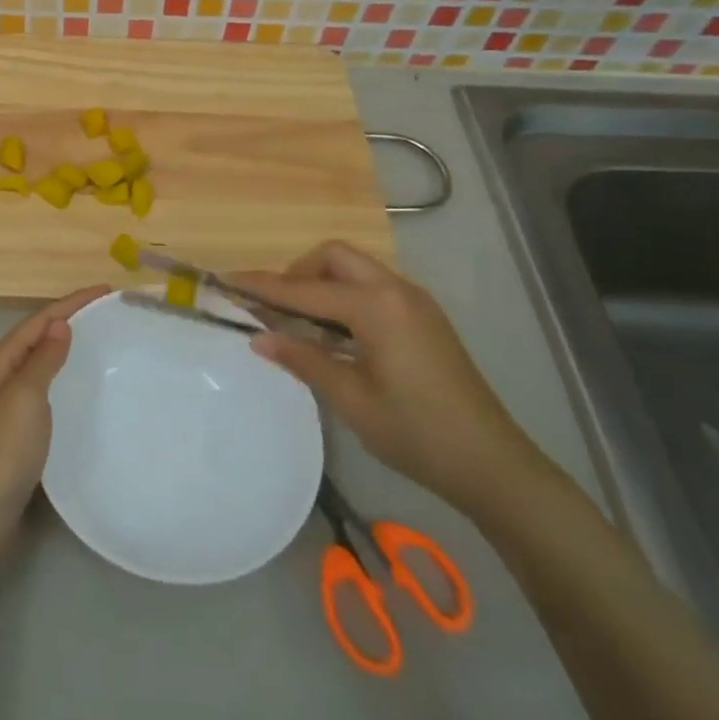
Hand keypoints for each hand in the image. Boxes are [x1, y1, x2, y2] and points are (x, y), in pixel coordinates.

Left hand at [0, 286, 108, 552]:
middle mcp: (1, 377)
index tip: (107, 291)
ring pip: (42, 363)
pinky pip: (46, 391)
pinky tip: (84, 389)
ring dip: (67, 348)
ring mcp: (8, 405)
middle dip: (70, 320)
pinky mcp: (18, 431)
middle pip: (38, 337)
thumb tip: (60, 323)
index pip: (39, 320)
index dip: (72, 303)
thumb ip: (43, 359)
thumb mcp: (24, 397)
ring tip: (102, 342)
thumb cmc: (1, 450)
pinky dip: (65, 379)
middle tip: (109, 314)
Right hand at [229, 242, 546, 517]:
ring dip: (321, 282)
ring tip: (298, 322)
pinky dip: (344, 295)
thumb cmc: (416, 433)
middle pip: (333, 256)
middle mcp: (395, 289)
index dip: (262, 286)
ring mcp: (414, 301)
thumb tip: (257, 337)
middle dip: (297, 272)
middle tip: (273, 308)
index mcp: (375, 306)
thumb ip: (302, 359)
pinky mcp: (423, 316)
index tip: (226, 281)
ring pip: (354, 268)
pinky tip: (334, 333)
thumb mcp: (350, 399)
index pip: (304, 289)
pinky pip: (372, 287)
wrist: (492, 464)